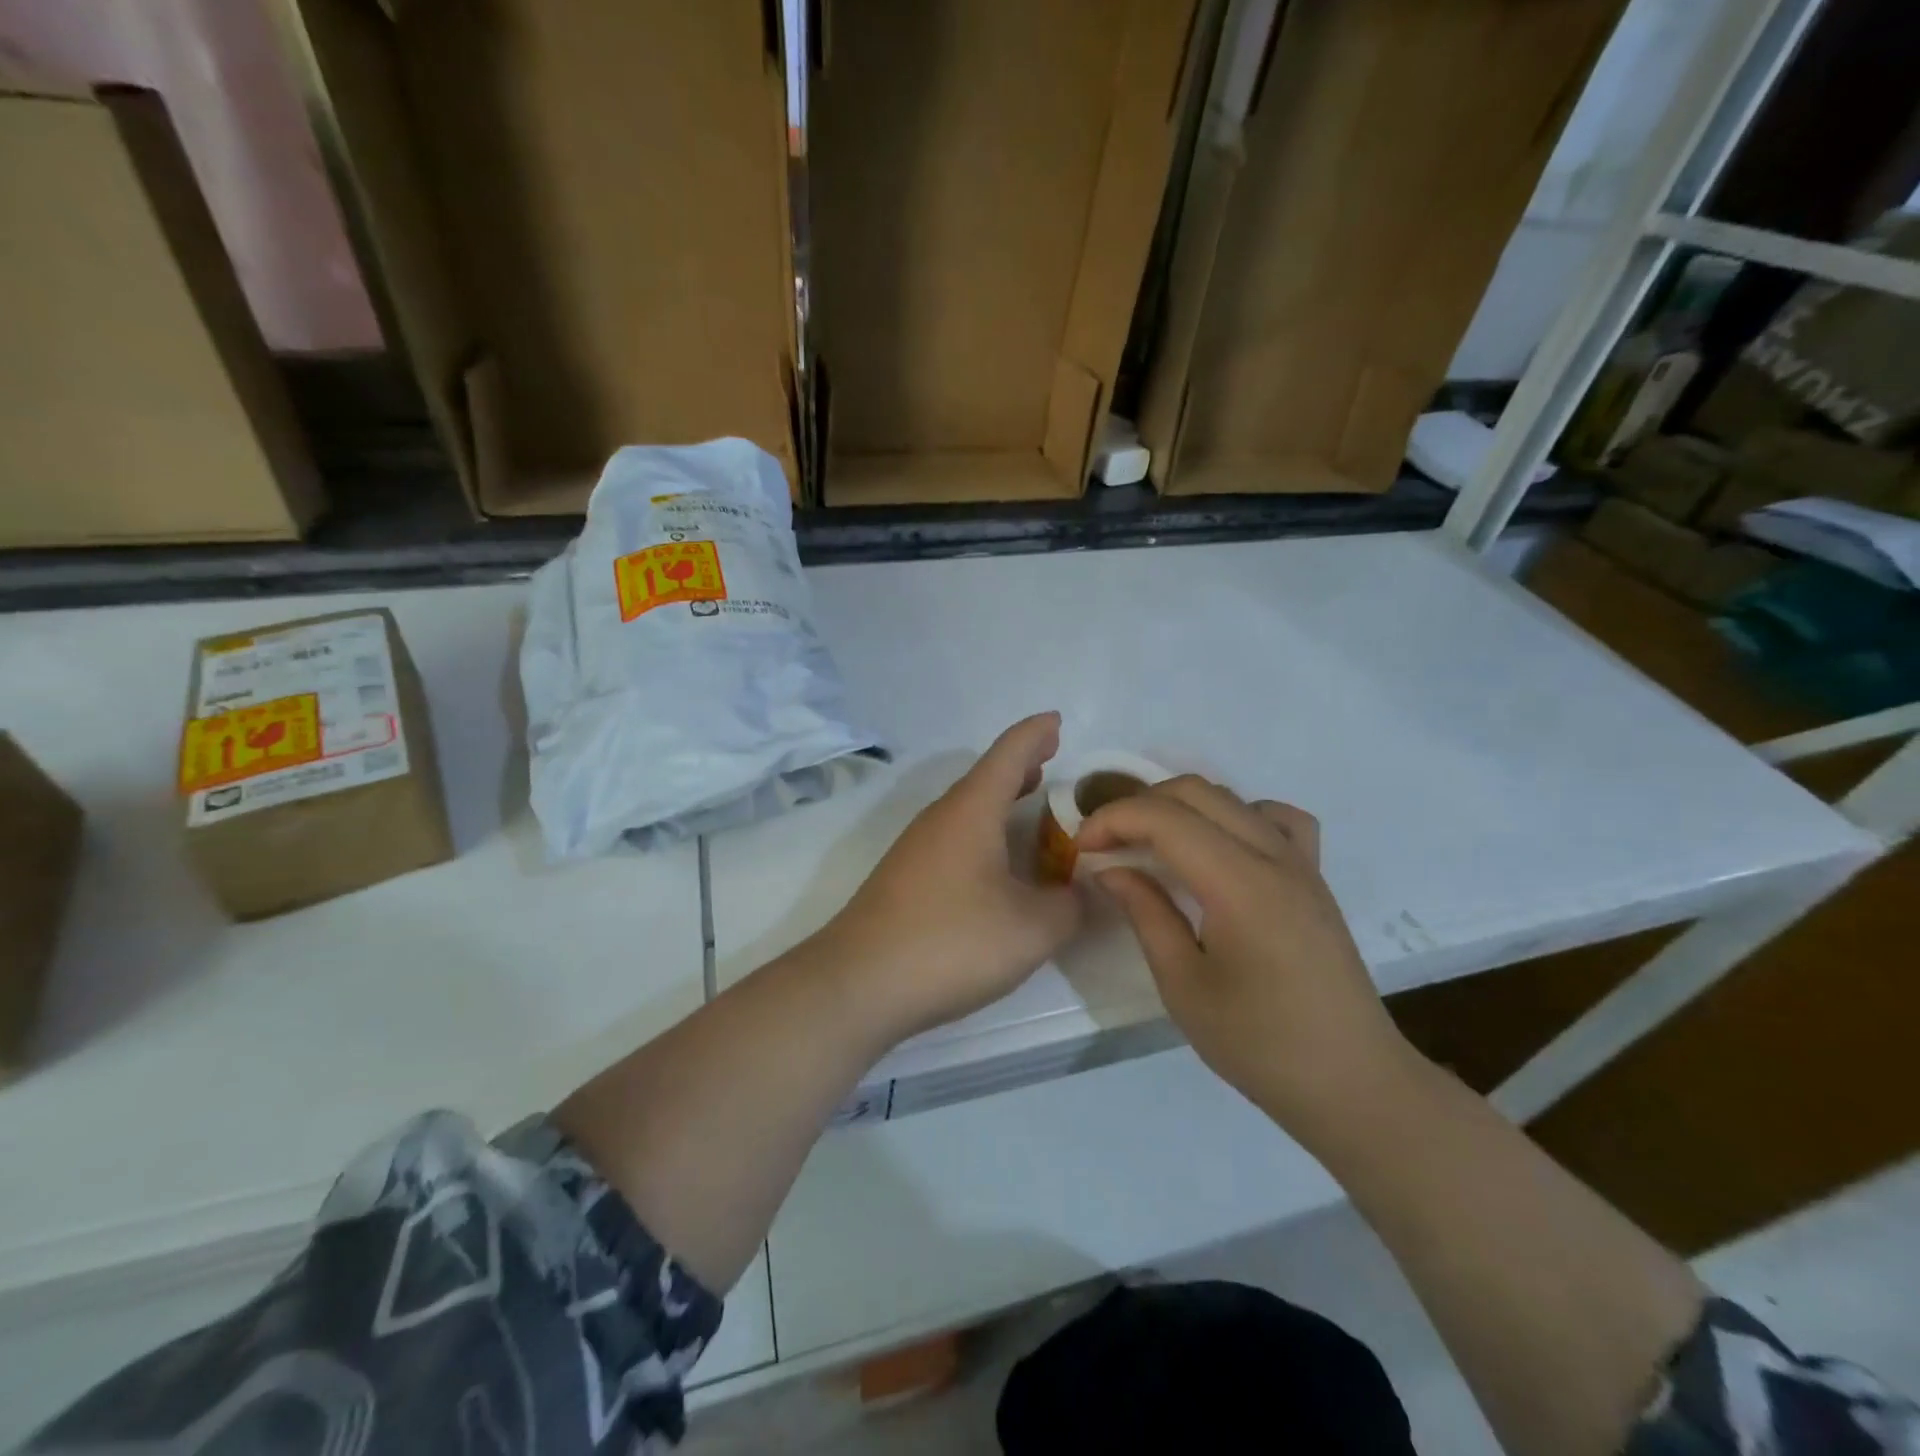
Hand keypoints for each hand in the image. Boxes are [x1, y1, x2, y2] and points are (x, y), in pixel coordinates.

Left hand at [822, 713, 1084, 1041]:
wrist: (858, 983)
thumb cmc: (951, 942)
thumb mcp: (1032, 929)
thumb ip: (1069, 905)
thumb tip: (1080, 892)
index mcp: (972, 810)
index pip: (1009, 754)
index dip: (1036, 734)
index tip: (1056, 720)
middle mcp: (941, 817)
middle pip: (986, 777)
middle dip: (1021, 765)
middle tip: (1052, 759)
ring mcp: (917, 847)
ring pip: (968, 808)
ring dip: (1001, 799)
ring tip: (1031, 800)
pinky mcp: (906, 876)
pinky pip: (955, 835)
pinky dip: (985, 831)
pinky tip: (997, 861)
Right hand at [1078, 777, 1410, 1128]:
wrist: (1353, 1083)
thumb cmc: (1260, 1044)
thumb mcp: (1183, 985)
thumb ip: (1145, 914)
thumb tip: (1111, 869)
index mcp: (1239, 884)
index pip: (1166, 818)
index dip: (1114, 820)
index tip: (1081, 846)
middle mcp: (1274, 856)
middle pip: (1196, 792)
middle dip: (1139, 805)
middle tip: (1108, 843)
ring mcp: (1302, 863)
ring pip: (1233, 798)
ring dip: (1182, 807)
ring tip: (1154, 843)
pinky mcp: (1315, 878)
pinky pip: (1278, 819)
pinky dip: (1239, 815)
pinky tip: (1224, 849)